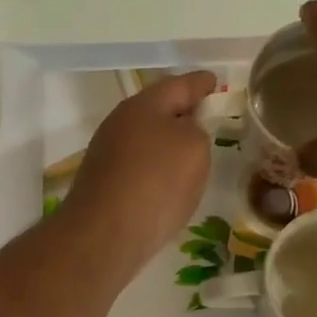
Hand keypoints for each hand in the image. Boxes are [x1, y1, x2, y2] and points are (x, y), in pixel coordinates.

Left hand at [62, 70, 220, 274]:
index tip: (214, 81)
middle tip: (205, 117)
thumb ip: (197, 131)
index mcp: (143, 105)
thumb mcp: (194, 148)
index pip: (179, 85)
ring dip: (167, 142)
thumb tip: (183, 134)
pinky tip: (167, 183)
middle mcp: (120, 124)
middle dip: (181, 112)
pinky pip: (138, 166)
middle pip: (156, 110)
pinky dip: (155, 168)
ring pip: (145, 139)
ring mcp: (107, 154)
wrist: (105, 234)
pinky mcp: (103, 184)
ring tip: (191, 153)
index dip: (200, 83)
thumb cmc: (156, 182)